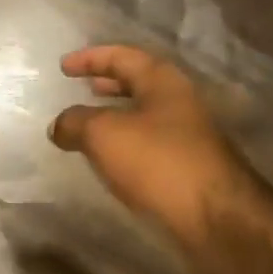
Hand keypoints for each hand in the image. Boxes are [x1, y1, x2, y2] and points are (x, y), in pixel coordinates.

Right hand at [49, 45, 254, 249]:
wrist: (214, 217)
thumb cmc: (158, 161)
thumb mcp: (104, 134)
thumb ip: (75, 122)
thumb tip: (58, 125)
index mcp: (162, 82)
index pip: (122, 56)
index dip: (90, 58)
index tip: (63, 66)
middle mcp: (178, 102)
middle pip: (139, 83)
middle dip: (108, 82)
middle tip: (83, 87)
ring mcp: (186, 136)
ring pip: (144, 114)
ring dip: (116, 114)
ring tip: (90, 123)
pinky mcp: (186, 166)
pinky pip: (148, 143)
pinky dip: (125, 142)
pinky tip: (110, 158)